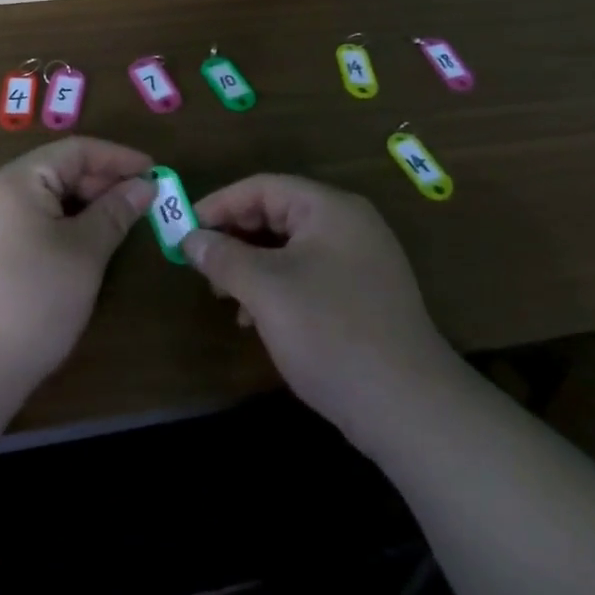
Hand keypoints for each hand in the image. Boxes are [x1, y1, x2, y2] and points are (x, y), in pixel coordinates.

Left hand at [0, 137, 154, 420]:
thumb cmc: (30, 305)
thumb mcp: (84, 255)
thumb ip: (115, 213)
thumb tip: (143, 186)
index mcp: (13, 181)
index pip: (75, 150)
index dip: (118, 158)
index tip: (155, 172)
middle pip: (55, 170)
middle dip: (100, 183)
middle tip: (140, 203)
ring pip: (40, 197)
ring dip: (80, 205)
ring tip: (115, 224)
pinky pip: (23, 220)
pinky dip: (56, 224)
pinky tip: (77, 247)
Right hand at [182, 175, 459, 443]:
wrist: (409, 408)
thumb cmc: (331, 332)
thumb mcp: (267, 291)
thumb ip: (224, 258)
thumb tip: (191, 239)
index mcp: (329, 208)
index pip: (263, 187)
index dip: (220, 205)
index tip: (185, 231)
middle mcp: (348, 224)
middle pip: (277, 213)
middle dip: (235, 237)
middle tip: (201, 266)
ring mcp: (360, 260)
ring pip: (290, 247)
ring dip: (252, 265)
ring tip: (225, 296)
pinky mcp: (363, 295)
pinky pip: (308, 274)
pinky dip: (277, 287)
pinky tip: (258, 320)